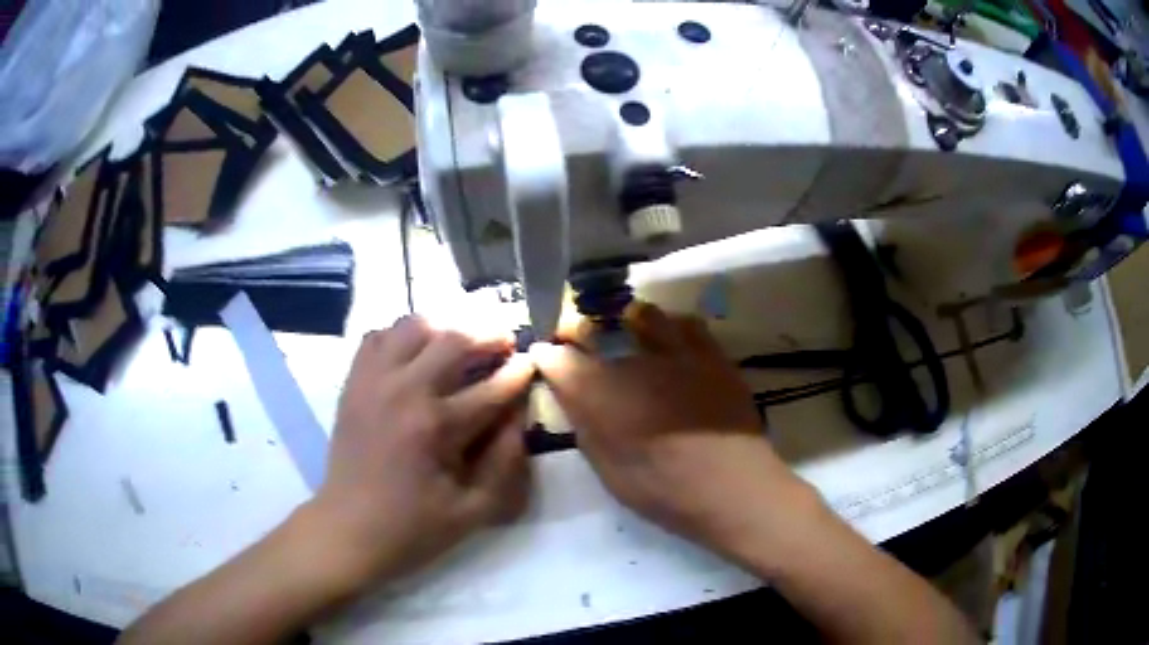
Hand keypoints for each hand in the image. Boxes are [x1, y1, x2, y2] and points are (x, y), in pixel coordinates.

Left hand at [309, 315, 534, 588]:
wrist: (349, 529)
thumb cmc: (413, 527)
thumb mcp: (474, 511)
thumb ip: (506, 463)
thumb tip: (519, 417)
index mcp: (436, 427)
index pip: (491, 387)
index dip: (519, 372)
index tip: (532, 363)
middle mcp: (403, 391)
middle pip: (453, 338)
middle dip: (488, 333)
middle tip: (504, 340)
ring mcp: (373, 381)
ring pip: (414, 325)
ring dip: (445, 327)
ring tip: (460, 341)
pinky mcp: (354, 382)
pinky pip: (378, 336)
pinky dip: (402, 335)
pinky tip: (415, 353)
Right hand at [530, 302, 818, 560]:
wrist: (733, 488)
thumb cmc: (665, 491)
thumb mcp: (608, 471)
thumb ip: (584, 427)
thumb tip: (571, 397)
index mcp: (600, 394)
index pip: (557, 358)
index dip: (548, 356)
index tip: (548, 360)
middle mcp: (633, 361)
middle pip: (594, 327)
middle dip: (580, 333)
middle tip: (584, 347)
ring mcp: (676, 352)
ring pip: (641, 315)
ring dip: (627, 323)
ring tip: (629, 335)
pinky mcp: (710, 354)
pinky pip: (686, 324)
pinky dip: (672, 328)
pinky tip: (673, 344)